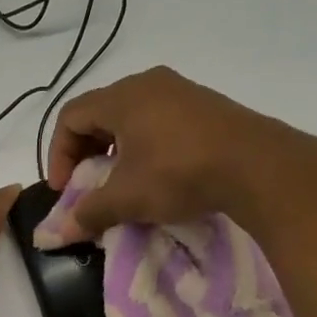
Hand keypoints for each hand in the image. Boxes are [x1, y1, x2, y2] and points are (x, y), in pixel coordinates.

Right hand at [42, 66, 288, 242]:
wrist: (258, 166)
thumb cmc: (179, 173)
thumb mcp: (127, 198)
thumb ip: (88, 212)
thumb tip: (59, 232)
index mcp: (122, 97)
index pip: (70, 116)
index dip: (58, 153)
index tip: (65, 188)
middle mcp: (148, 84)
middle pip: (99, 113)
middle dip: (85, 152)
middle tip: (87, 185)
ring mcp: (181, 91)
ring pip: (130, 117)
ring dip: (115, 150)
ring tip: (121, 182)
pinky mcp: (205, 106)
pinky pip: (159, 120)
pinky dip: (144, 145)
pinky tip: (156, 174)